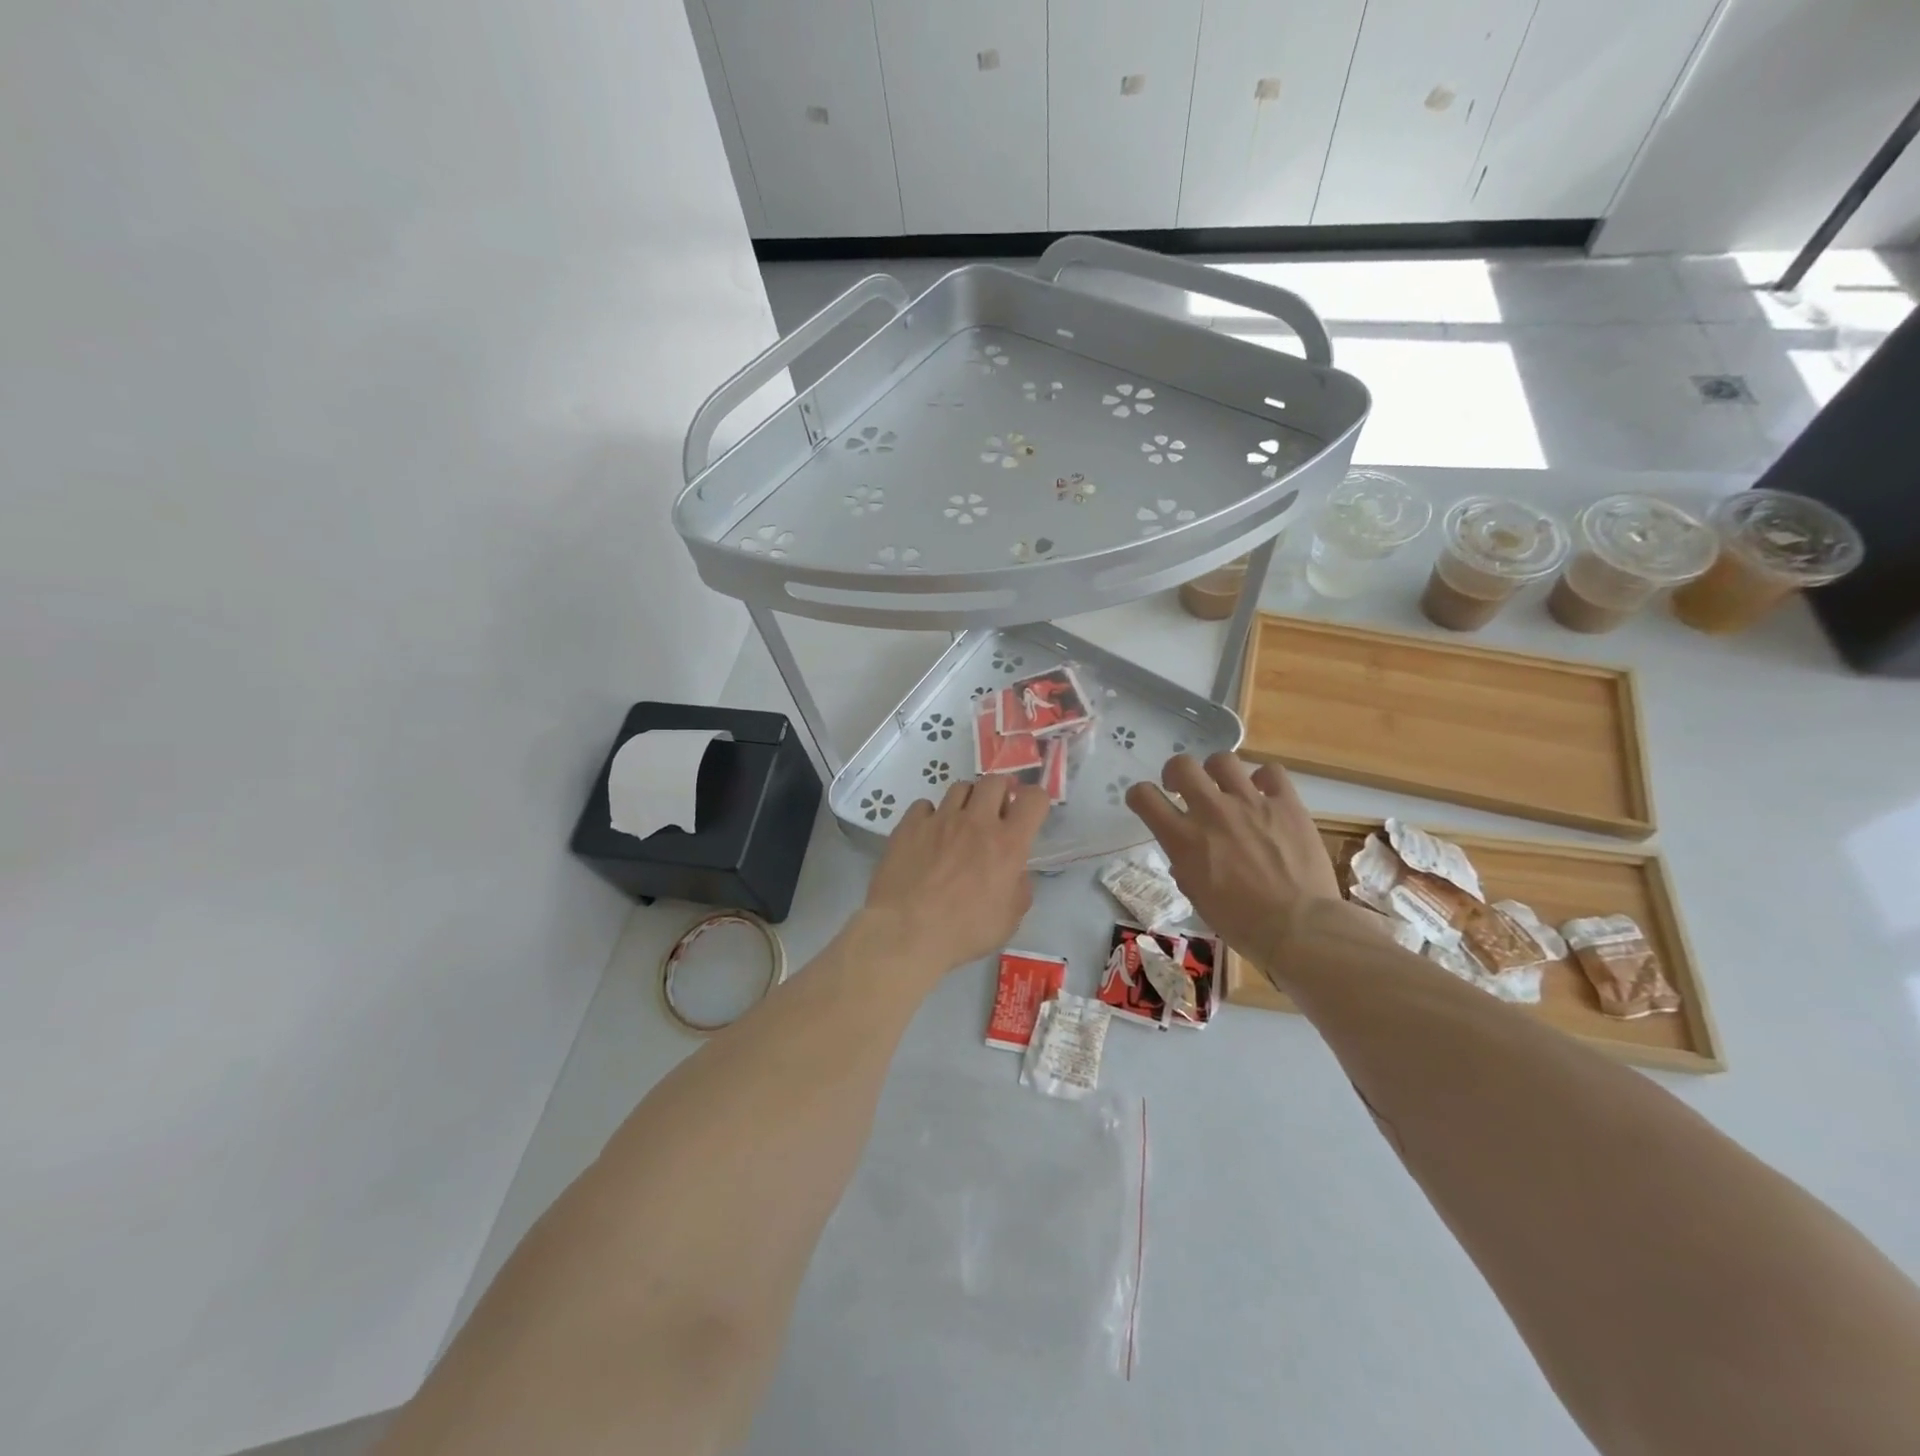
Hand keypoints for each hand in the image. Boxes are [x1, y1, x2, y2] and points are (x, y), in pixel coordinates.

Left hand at [863, 775, 1050, 972]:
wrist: (906, 932)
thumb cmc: (964, 931)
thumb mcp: (1009, 920)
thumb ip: (1019, 888)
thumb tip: (1015, 872)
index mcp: (1007, 844)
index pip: (1034, 799)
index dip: (1035, 801)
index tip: (1029, 812)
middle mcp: (976, 822)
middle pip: (994, 781)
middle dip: (1000, 791)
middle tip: (996, 811)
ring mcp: (940, 819)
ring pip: (960, 788)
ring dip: (967, 801)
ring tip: (961, 821)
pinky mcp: (910, 824)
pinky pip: (925, 805)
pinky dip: (931, 815)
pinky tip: (928, 834)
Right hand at [1125, 754, 1340, 969]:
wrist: (1299, 927)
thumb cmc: (1242, 924)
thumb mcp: (1199, 898)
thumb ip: (1187, 869)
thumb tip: (1187, 859)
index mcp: (1184, 839)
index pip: (1144, 797)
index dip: (1140, 796)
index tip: (1146, 802)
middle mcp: (1212, 811)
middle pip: (1181, 766)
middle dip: (1176, 773)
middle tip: (1183, 789)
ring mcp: (1250, 802)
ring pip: (1223, 760)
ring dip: (1217, 772)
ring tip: (1225, 788)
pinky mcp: (1286, 803)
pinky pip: (1271, 772)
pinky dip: (1264, 779)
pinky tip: (1265, 794)